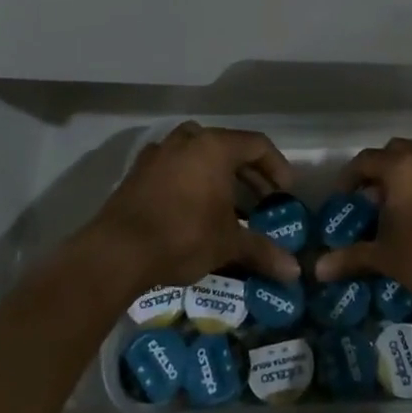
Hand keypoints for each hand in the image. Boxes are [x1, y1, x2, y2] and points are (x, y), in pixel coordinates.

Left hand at [87, 122, 300, 288]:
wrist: (117, 251)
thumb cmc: (183, 236)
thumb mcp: (228, 243)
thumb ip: (262, 251)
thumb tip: (294, 272)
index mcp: (215, 146)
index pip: (257, 145)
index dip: (277, 166)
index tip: (285, 192)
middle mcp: (188, 140)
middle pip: (228, 147)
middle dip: (249, 173)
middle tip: (262, 200)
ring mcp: (159, 153)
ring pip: (198, 153)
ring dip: (218, 173)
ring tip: (228, 203)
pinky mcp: (138, 172)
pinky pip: (174, 167)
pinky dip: (190, 180)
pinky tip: (192, 207)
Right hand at [313, 138, 411, 312]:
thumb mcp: (386, 259)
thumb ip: (351, 258)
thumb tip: (318, 269)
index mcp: (401, 168)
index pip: (366, 159)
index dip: (350, 176)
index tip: (344, 196)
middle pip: (397, 151)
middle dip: (382, 170)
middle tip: (375, 199)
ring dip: (411, 176)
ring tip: (406, 208)